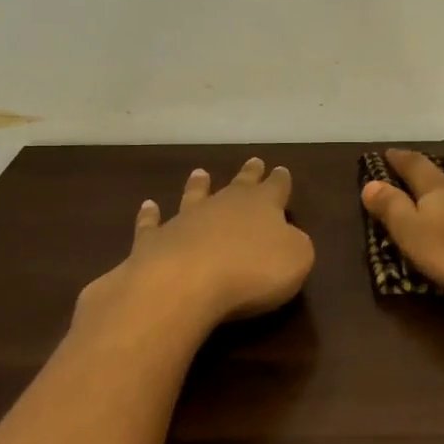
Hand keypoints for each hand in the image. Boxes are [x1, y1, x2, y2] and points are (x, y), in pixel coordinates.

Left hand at [79, 157, 314, 331]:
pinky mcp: (154, 241)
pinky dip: (149, 215)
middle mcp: (223, 205)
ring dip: (198, 186)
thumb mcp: (296, 259)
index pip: (275, 188)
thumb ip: (296, 244)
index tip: (281, 169)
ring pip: (194, 196)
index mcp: (262, 206)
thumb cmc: (252, 271)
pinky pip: (152, 224)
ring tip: (199, 173)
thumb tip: (289, 237)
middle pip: (238, 185)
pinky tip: (148, 206)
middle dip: (249, 174)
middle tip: (253, 161)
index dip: (280, 180)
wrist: (185, 282)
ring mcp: (185, 220)